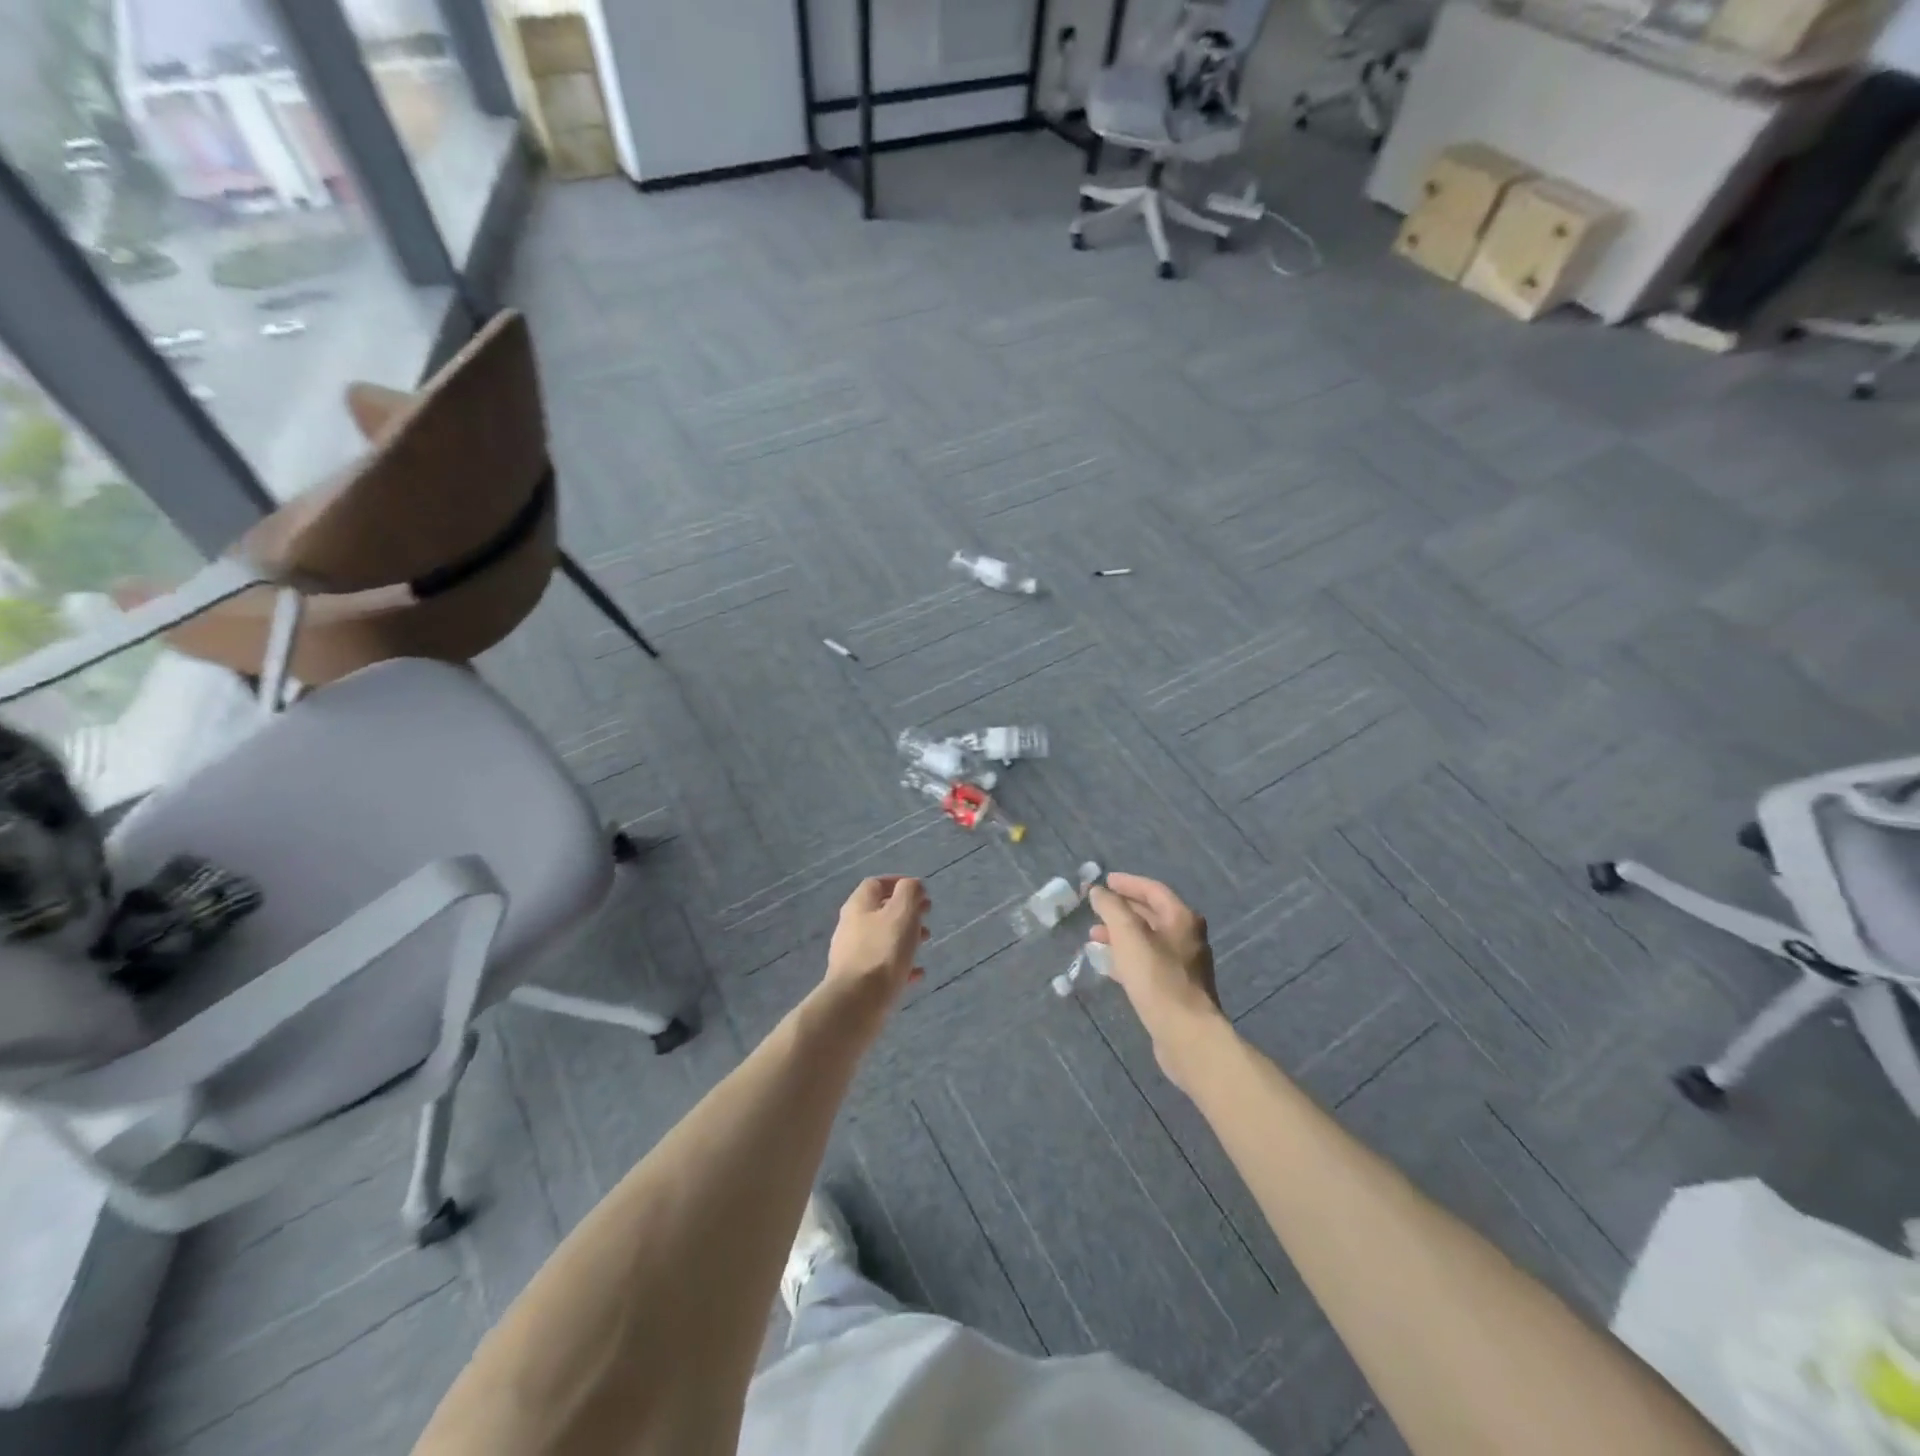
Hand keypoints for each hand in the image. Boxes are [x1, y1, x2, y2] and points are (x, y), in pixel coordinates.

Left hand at [824, 876, 930, 1013]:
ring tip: (926, 943)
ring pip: (882, 938)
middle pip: (880, 911)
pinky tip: (917, 974)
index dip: (898, 883)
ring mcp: (852, 955)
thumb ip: (909, 892)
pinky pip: (882, 966)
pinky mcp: (858, 981)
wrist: (857, 1003)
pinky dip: (901, 965)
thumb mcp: (902, 913)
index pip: (876, 884)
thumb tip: (912, 885)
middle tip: (927, 915)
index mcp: (859, 906)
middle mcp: (851, 927)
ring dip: (905, 937)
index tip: (921, 890)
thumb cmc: (883, 951)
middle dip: (906, 911)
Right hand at [1089, 873, 1227, 1088]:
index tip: (1104, 882)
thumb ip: (1111, 908)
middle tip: (1095, 910)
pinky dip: (1127, 957)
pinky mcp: (1176, 989)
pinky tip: (1109, 965)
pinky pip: (1148, 962)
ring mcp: (1184, 964)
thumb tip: (1098, 891)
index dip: (1127, 883)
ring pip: (1147, 940)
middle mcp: (1187, 937)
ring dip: (1121, 935)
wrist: (1186, 1034)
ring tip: (1094, 937)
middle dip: (1121, 910)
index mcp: (1181, 918)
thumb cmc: (1157, 978)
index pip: (1152, 890)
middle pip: (1151, 914)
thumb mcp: (1128, 934)